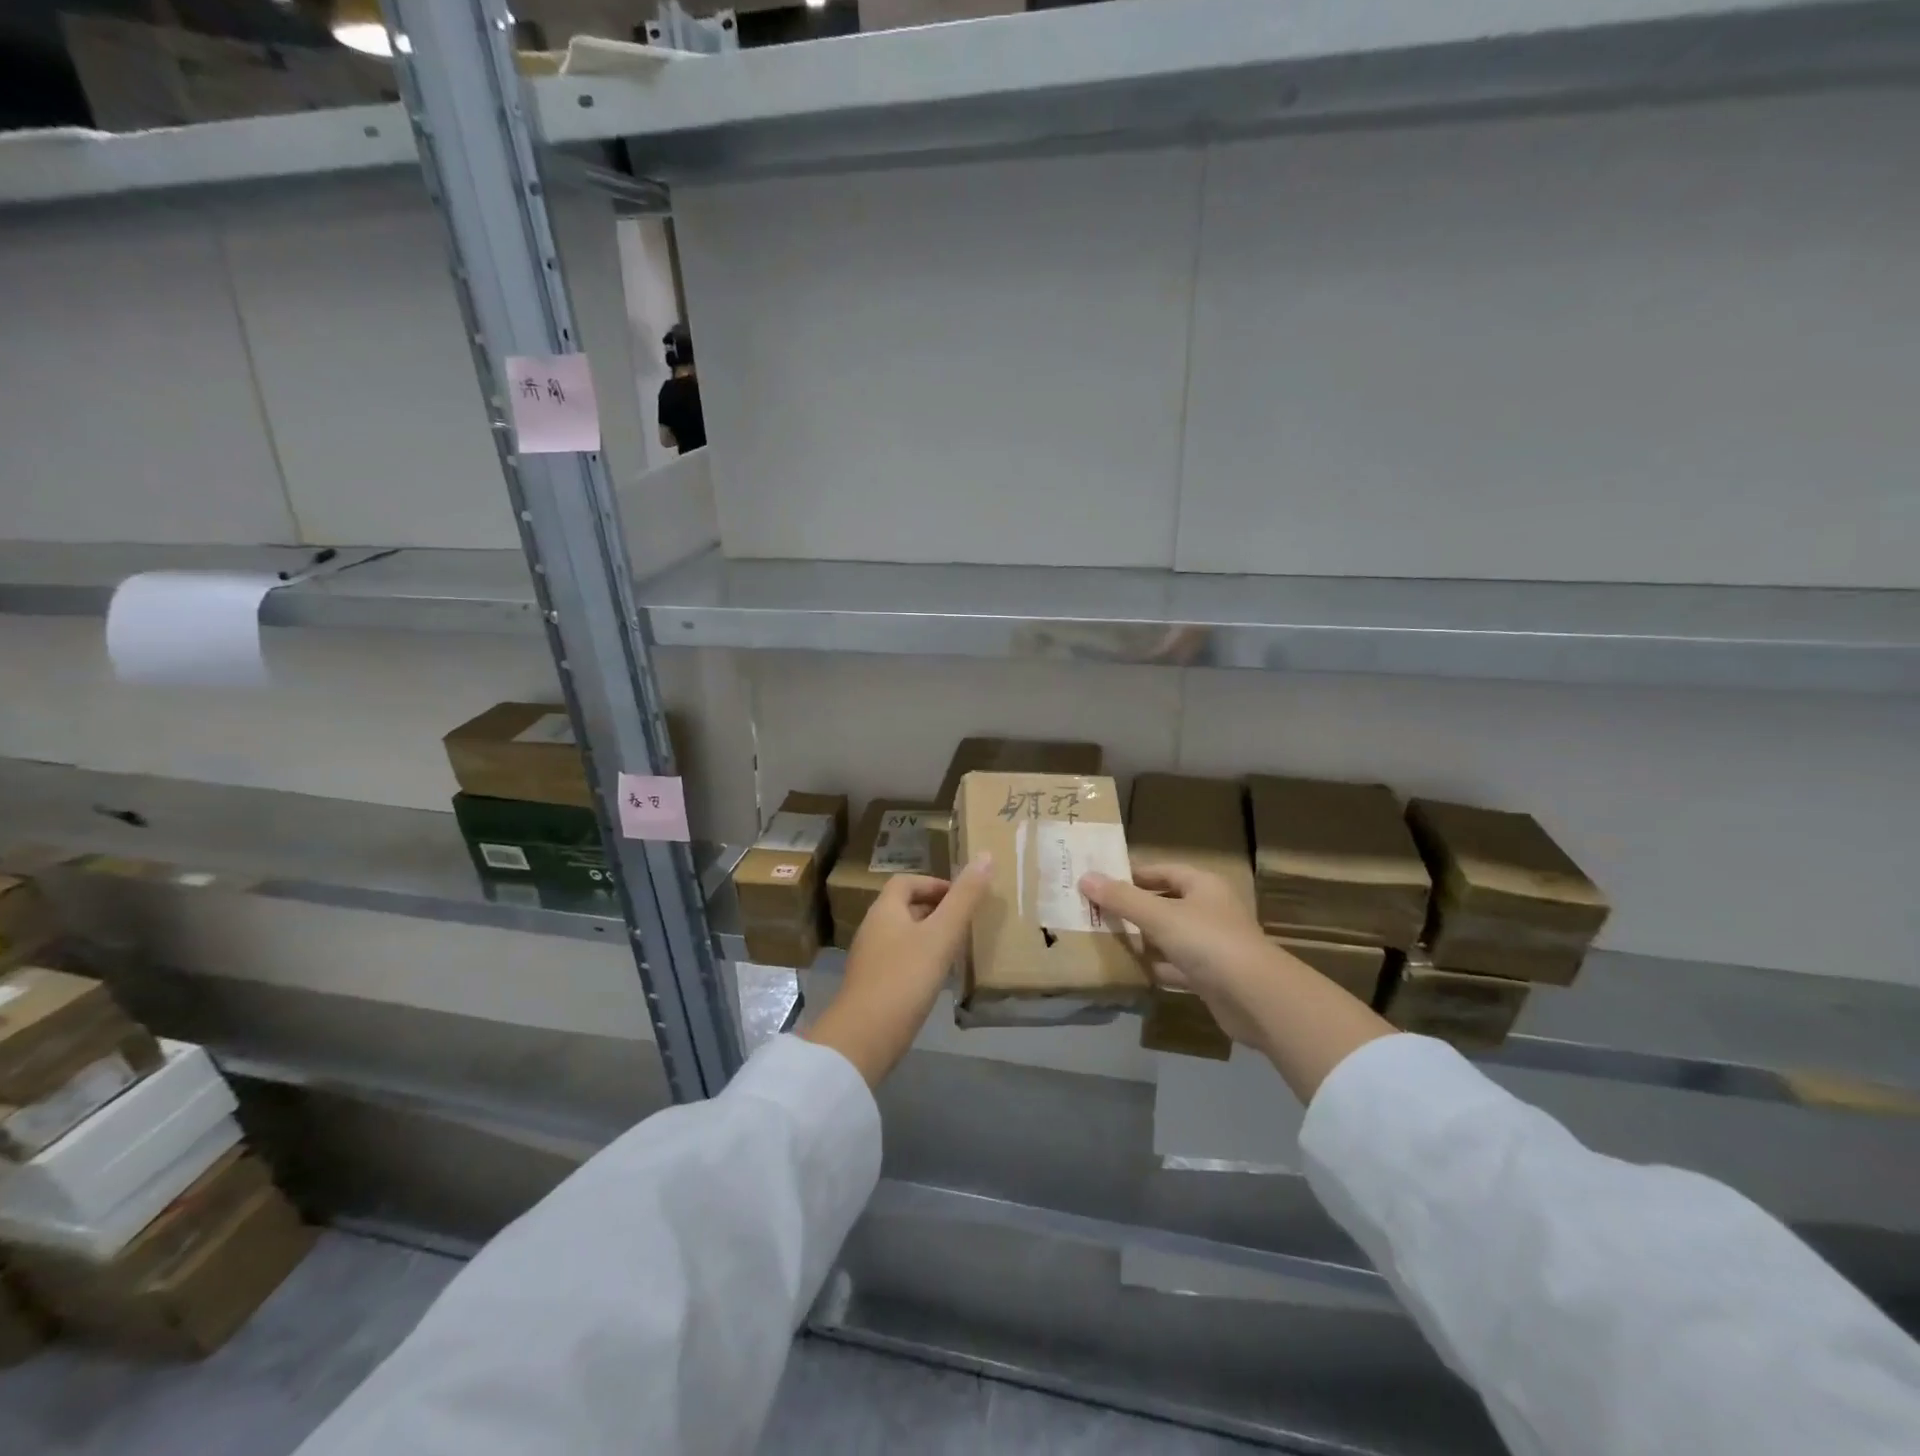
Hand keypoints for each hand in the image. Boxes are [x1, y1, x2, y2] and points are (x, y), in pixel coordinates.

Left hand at [801, 856, 991, 1087]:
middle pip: (905, 907)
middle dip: (936, 910)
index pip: (907, 882)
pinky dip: (921, 961)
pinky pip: (901, 961)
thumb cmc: (905, 977)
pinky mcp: (873, 986)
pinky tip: (938, 978)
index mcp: (885, 910)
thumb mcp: (941, 935)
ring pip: (904, 936)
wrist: (865, 1037)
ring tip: (958, 949)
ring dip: (930, 936)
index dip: (935, 884)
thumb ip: (964, 898)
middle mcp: (873, 928)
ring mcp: (870, 959)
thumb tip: (986, 856)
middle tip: (967, 922)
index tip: (963, 898)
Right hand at [1080, 863, 1395, 1099]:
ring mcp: (1212, 945)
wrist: (1257, 999)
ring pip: (1169, 936)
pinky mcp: (1210, 977)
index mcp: (1203, 885)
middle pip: (1165, 903)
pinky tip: (1130, 971)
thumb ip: (1122, 898)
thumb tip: (1085, 877)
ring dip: (1142, 939)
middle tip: (1096, 911)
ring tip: (1104, 939)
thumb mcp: (1160, 916)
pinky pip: (1175, 966)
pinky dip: (1156, 967)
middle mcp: (1209, 910)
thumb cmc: (1208, 943)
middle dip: (1133, 908)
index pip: (1163, 870)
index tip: (1101, 881)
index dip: (1133, 874)